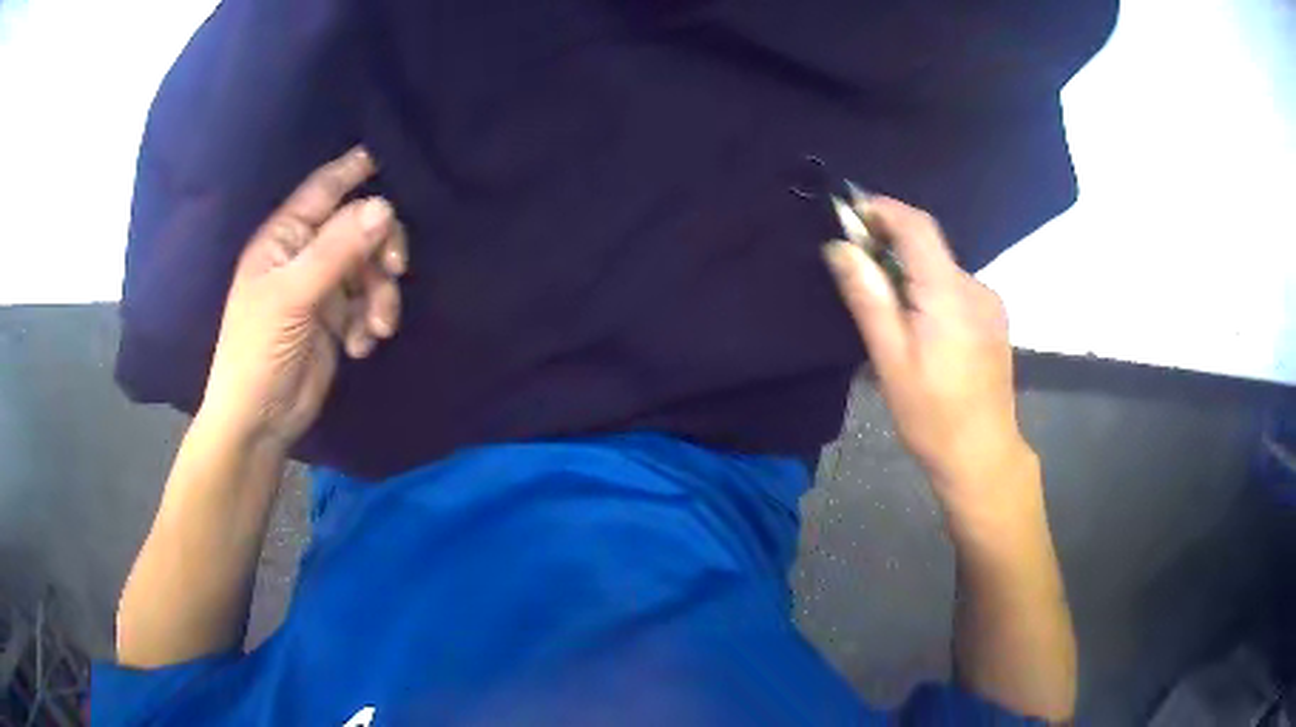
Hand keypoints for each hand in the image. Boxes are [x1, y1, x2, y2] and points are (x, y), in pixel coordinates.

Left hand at [198, 147, 407, 450]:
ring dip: (381, 295)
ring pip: (369, 268)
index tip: (390, 157)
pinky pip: (367, 303)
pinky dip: (371, 322)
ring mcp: (321, 288)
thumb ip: (337, 250)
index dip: (354, 170)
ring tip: (377, 328)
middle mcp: (304, 255)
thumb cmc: (258, 352)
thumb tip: (384, 206)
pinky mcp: (335, 320)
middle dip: (381, 248)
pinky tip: (360, 347)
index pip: (324, 189)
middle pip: (358, 228)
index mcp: (284, 238)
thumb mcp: (293, 297)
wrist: (259, 421)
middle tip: (396, 270)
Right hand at [822, 196, 1030, 506]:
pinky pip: (955, 289)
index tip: (850, 214)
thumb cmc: (932, 415)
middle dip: (890, 245)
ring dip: (910, 272)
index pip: (917, 226)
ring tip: (885, 308)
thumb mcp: (891, 360)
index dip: (883, 209)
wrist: (983, 455)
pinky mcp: (994, 320)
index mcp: (950, 293)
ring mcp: (990, 304)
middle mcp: (976, 287)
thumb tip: (840, 247)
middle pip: (929, 247)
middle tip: (856, 269)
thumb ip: (868, 298)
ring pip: (941, 269)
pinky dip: (930, 290)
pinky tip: (918, 326)